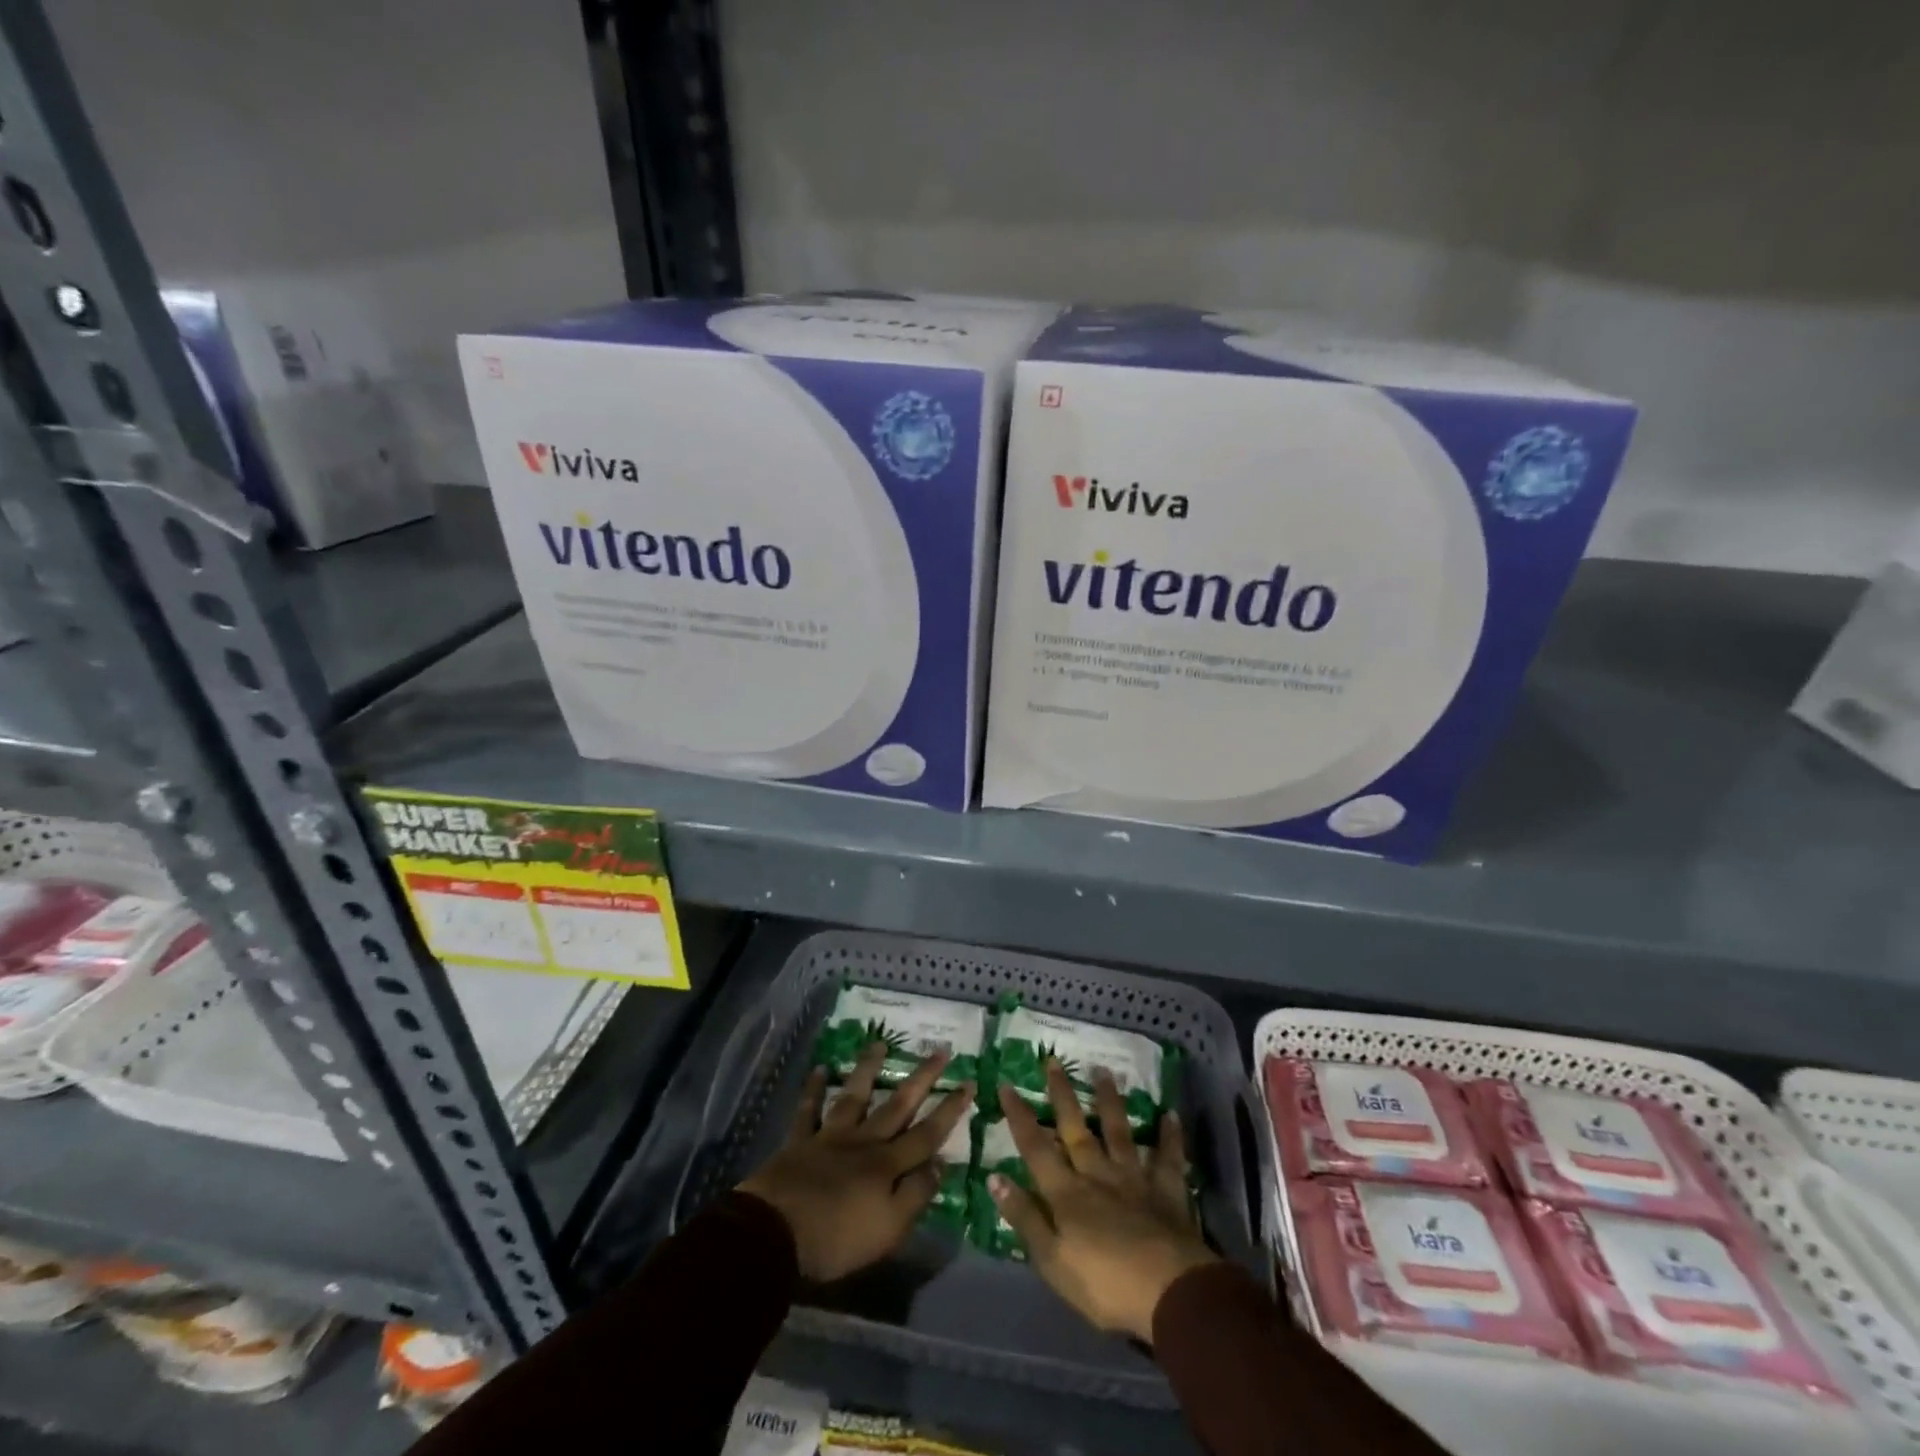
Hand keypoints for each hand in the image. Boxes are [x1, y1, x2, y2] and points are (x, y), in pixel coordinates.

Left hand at [739, 1041, 973, 1283]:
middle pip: (898, 1105)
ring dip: (868, 1069)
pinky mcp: (799, 1142)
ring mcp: (830, 1138)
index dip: (949, 1110)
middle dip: (922, 1078)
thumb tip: (941, 1164)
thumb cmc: (837, 1239)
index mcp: (887, 1165)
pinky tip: (821, 1068)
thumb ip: (916, 1195)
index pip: (927, 1134)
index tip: (969, 1082)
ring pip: (855, 1096)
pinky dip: (814, 1089)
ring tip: (879, 1042)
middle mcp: (864, 1142)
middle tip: (940, 1050)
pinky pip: (808, 1110)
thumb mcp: (888, 1228)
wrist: (774, 1235)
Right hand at [989, 1061, 1218, 1343]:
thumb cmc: (1104, 1284)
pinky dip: (1170, 1137)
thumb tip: (995, 1177)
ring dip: (1110, 1101)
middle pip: (1076, 1129)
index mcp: (1066, 1193)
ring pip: (1118, 1132)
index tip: (1006, 1085)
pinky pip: (1168, 1159)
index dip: (1020, 1116)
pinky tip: (1171, 1115)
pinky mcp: (1166, 1192)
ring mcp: (1134, 1179)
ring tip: (1103, 1071)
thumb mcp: (1052, 1260)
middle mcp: (1097, 1174)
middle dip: (1062, 1094)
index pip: (1036, 1148)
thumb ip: (1025, 1217)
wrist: (1169, 1292)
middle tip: (1053, 1060)